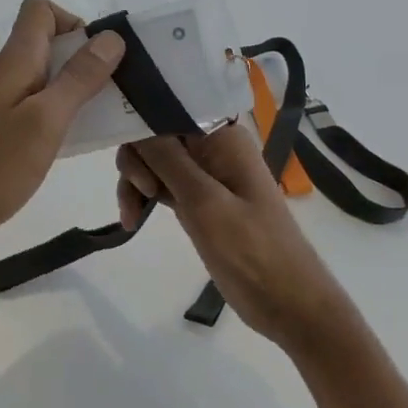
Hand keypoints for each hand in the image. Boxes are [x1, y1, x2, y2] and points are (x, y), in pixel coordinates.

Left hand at [0, 0, 124, 259]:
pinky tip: (57, 146)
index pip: (39, 10)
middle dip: (80, 63)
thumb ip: (78, 78)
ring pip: (36, 77)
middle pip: (42, 44)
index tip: (97, 60)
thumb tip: (111, 37)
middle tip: (106, 100)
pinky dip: (48, 114)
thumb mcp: (46, 122)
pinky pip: (24, 104)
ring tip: (89, 127)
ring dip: (67, 92)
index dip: (73, 23)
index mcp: (11, 61)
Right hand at [115, 124, 350, 348]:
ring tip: (132, 216)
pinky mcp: (195, 199)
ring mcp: (203, 174)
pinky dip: (142, 197)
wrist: (287, 304)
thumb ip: (166, 159)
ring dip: (134, 182)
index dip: (141, 114)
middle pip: (155, 132)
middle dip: (137, 158)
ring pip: (151, 159)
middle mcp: (211, 147)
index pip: (171, 103)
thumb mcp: (205, 202)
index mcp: (223, 136)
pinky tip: (132, 221)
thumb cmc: (252, 250)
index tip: (120, 140)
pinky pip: (158, 184)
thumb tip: (134, 120)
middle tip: (142, 191)